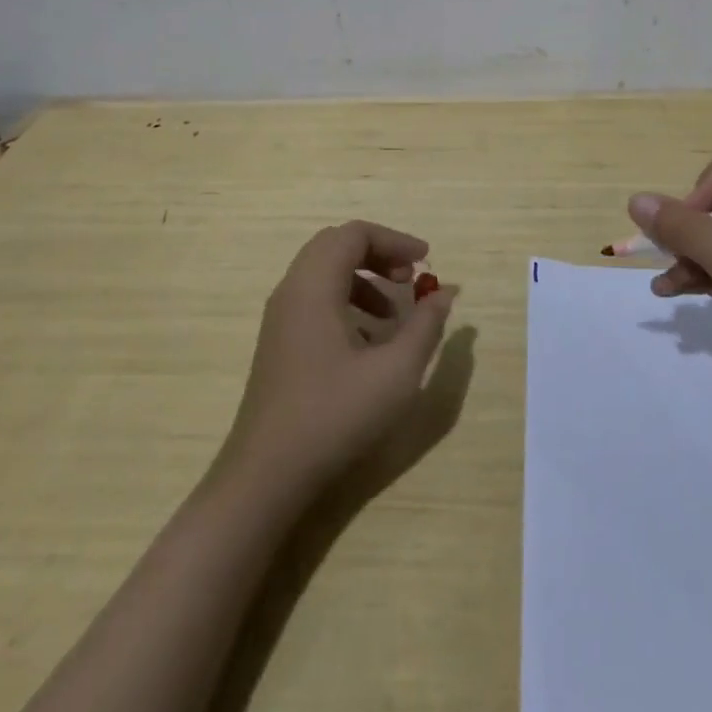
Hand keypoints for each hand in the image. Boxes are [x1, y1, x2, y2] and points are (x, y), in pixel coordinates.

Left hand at [221, 221, 454, 490]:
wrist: (266, 477)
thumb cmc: (334, 416)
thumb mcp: (395, 371)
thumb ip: (425, 325)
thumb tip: (445, 293)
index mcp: (314, 286)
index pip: (354, 234)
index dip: (394, 240)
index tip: (426, 262)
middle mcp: (292, 291)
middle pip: (337, 246)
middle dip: (378, 255)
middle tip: (409, 279)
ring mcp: (280, 319)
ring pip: (324, 273)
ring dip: (364, 280)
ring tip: (394, 314)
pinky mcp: (279, 344)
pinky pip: (315, 299)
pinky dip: (346, 301)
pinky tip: (368, 342)